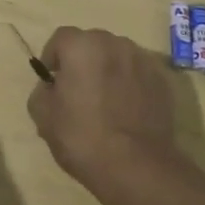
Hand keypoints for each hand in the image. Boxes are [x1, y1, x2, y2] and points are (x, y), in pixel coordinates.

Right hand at [27, 27, 188, 204]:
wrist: (136, 166)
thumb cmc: (82, 137)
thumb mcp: (44, 117)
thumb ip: (42, 92)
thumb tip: (51, 88)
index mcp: (82, 46)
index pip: (61, 38)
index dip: (52, 57)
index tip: (51, 81)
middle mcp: (114, 43)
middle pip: (92, 44)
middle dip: (82, 61)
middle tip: (77, 91)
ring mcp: (142, 61)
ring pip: (117, 57)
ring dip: (108, 71)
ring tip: (105, 101)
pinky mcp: (162, 81)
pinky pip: (138, 75)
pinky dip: (130, 85)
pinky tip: (127, 111)